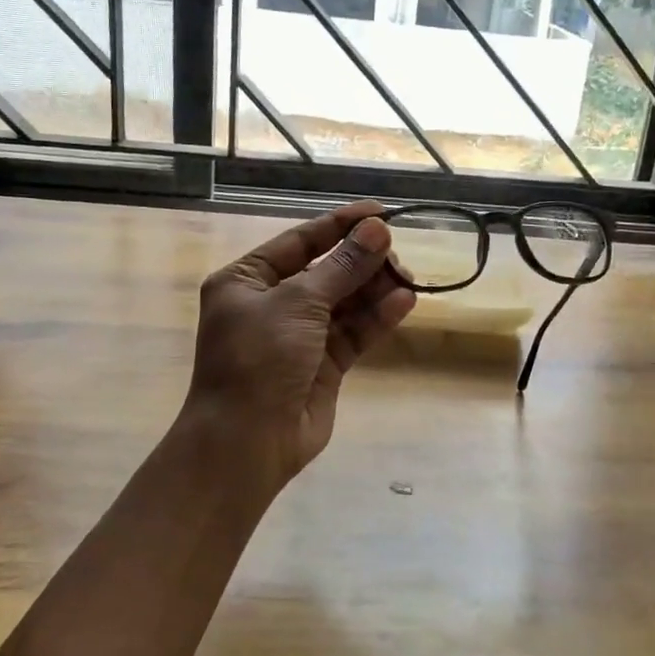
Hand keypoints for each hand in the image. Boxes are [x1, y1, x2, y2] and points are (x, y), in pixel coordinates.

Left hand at [184, 200, 415, 491]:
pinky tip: (404, 302)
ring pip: (344, 301)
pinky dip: (377, 317)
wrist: (247, 443)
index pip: (300, 241)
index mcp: (247, 280)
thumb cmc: (259, 360)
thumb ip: (342, 266)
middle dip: (361, 260)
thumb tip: (377, 230)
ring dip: (374, 288)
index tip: (381, 213)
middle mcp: (272, 304)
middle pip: (326, 270)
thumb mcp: (297, 303)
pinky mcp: (324, 365)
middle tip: (396, 253)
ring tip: (406, 278)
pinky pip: (354, 332)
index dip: (340, 225)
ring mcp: (299, 336)